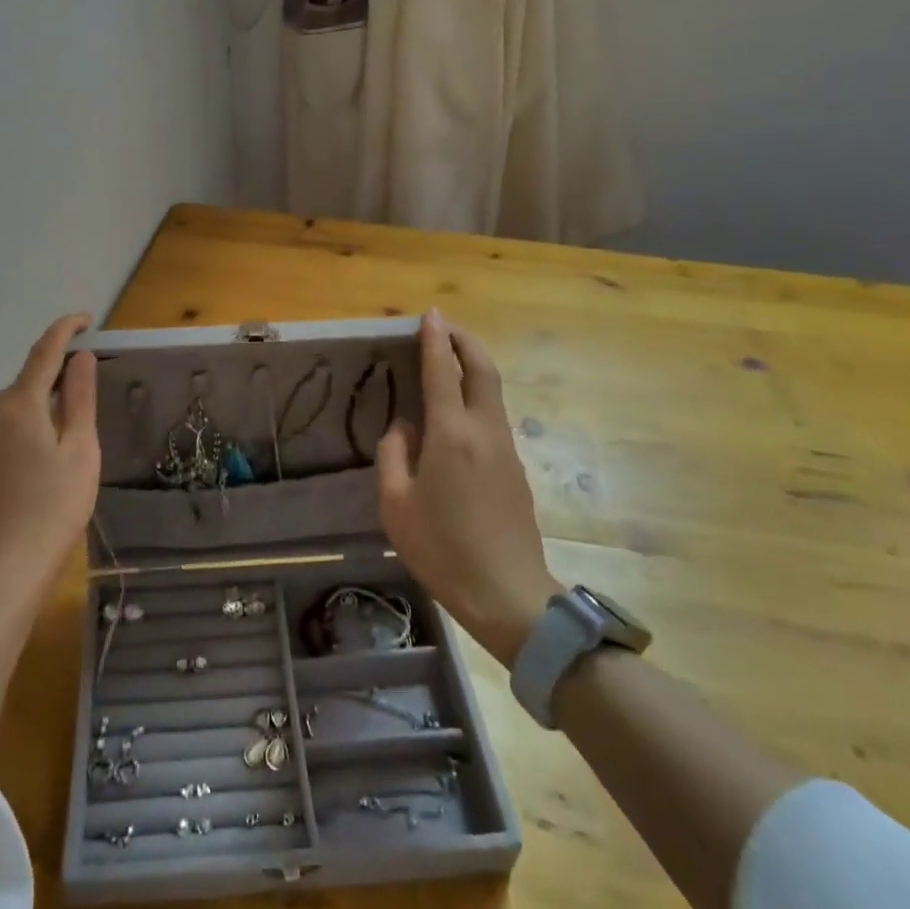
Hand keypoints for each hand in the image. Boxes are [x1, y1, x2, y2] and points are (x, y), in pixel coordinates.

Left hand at [0, 313, 99, 591]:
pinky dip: (23, 428)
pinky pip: (0, 430)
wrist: (7, 567)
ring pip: (11, 407)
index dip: (65, 330)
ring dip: (37, 405)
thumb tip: (80, 357)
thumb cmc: (55, 505)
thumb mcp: (80, 448)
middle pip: (25, 381)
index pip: (43, 353)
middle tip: (86, 391)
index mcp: (19, 405)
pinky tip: (39, 458)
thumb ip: (79, 398)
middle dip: (53, 376)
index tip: (86, 319)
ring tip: (66, 433)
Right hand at [376, 309, 560, 666]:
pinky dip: (477, 396)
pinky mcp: (516, 469)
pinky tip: (458, 413)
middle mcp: (484, 431)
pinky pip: (494, 417)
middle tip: (446, 326)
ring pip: (493, 392)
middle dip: (466, 341)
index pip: (443, 371)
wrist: (508, 594)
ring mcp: (506, 449)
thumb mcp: (396, 504)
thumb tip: (404, 427)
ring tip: (449, 362)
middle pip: (483, 370)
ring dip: (474, 367)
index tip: (430, 314)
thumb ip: (393, 454)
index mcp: (451, 434)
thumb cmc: (442, 549)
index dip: (435, 339)